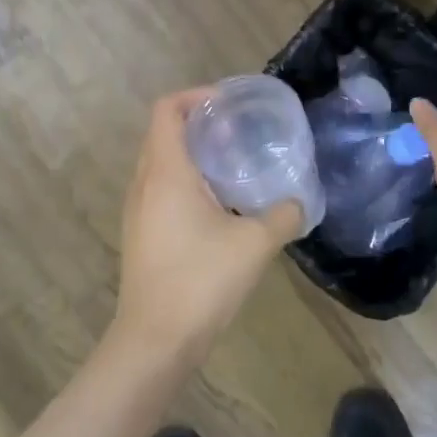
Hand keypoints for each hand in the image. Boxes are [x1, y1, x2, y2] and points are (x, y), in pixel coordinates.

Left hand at [111, 89, 303, 362]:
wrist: (155, 340)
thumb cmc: (201, 280)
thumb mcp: (255, 243)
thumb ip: (283, 215)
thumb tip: (298, 203)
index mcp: (166, 172)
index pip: (167, 110)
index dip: (195, 96)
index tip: (228, 105)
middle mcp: (144, 184)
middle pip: (163, 134)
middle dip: (198, 125)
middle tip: (238, 133)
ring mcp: (137, 212)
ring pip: (160, 165)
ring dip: (192, 156)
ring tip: (232, 166)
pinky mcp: (141, 235)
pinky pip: (160, 191)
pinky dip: (186, 183)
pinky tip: (218, 207)